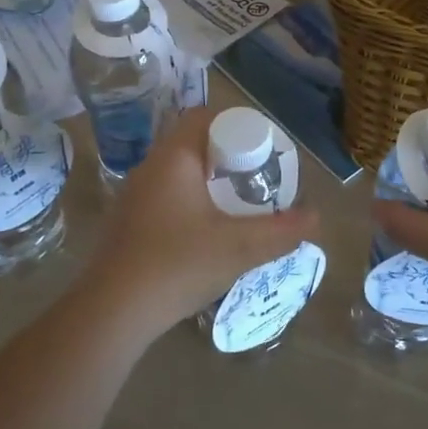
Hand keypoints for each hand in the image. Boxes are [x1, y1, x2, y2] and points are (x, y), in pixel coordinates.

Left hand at [82, 106, 318, 337]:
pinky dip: (190, 202)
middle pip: (193, 144)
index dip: (236, 126)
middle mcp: (150, 167)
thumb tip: (315, 217)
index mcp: (174, 158)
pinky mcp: (127, 222)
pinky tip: (205, 233)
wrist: (113, 311)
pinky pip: (165, 196)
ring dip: (208, 182)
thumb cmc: (177, 265)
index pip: (204, 117)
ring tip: (237, 207)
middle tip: (256, 179)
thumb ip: (281, 231)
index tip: (261, 150)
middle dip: (228, 157)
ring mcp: (134, 196)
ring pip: (178, 172)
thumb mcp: (239, 248)